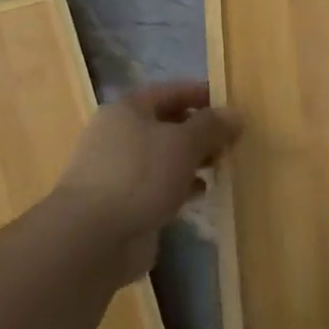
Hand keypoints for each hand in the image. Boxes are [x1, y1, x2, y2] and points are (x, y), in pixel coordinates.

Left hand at [52, 80, 240, 280]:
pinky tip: (200, 194)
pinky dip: (180, 186)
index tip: (228, 104)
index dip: (199, 94)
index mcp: (128, 110)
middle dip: (198, 131)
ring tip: (220, 166)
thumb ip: (211, 127)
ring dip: (191, 160)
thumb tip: (235, 114)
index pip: (169, 92)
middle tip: (230, 140)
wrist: (93, 236)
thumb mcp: (183, 143)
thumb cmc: (139, 175)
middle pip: (165, 124)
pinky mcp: (122, 202)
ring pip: (163, 157)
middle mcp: (118, 135)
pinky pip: (158, 185)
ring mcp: (118, 171)